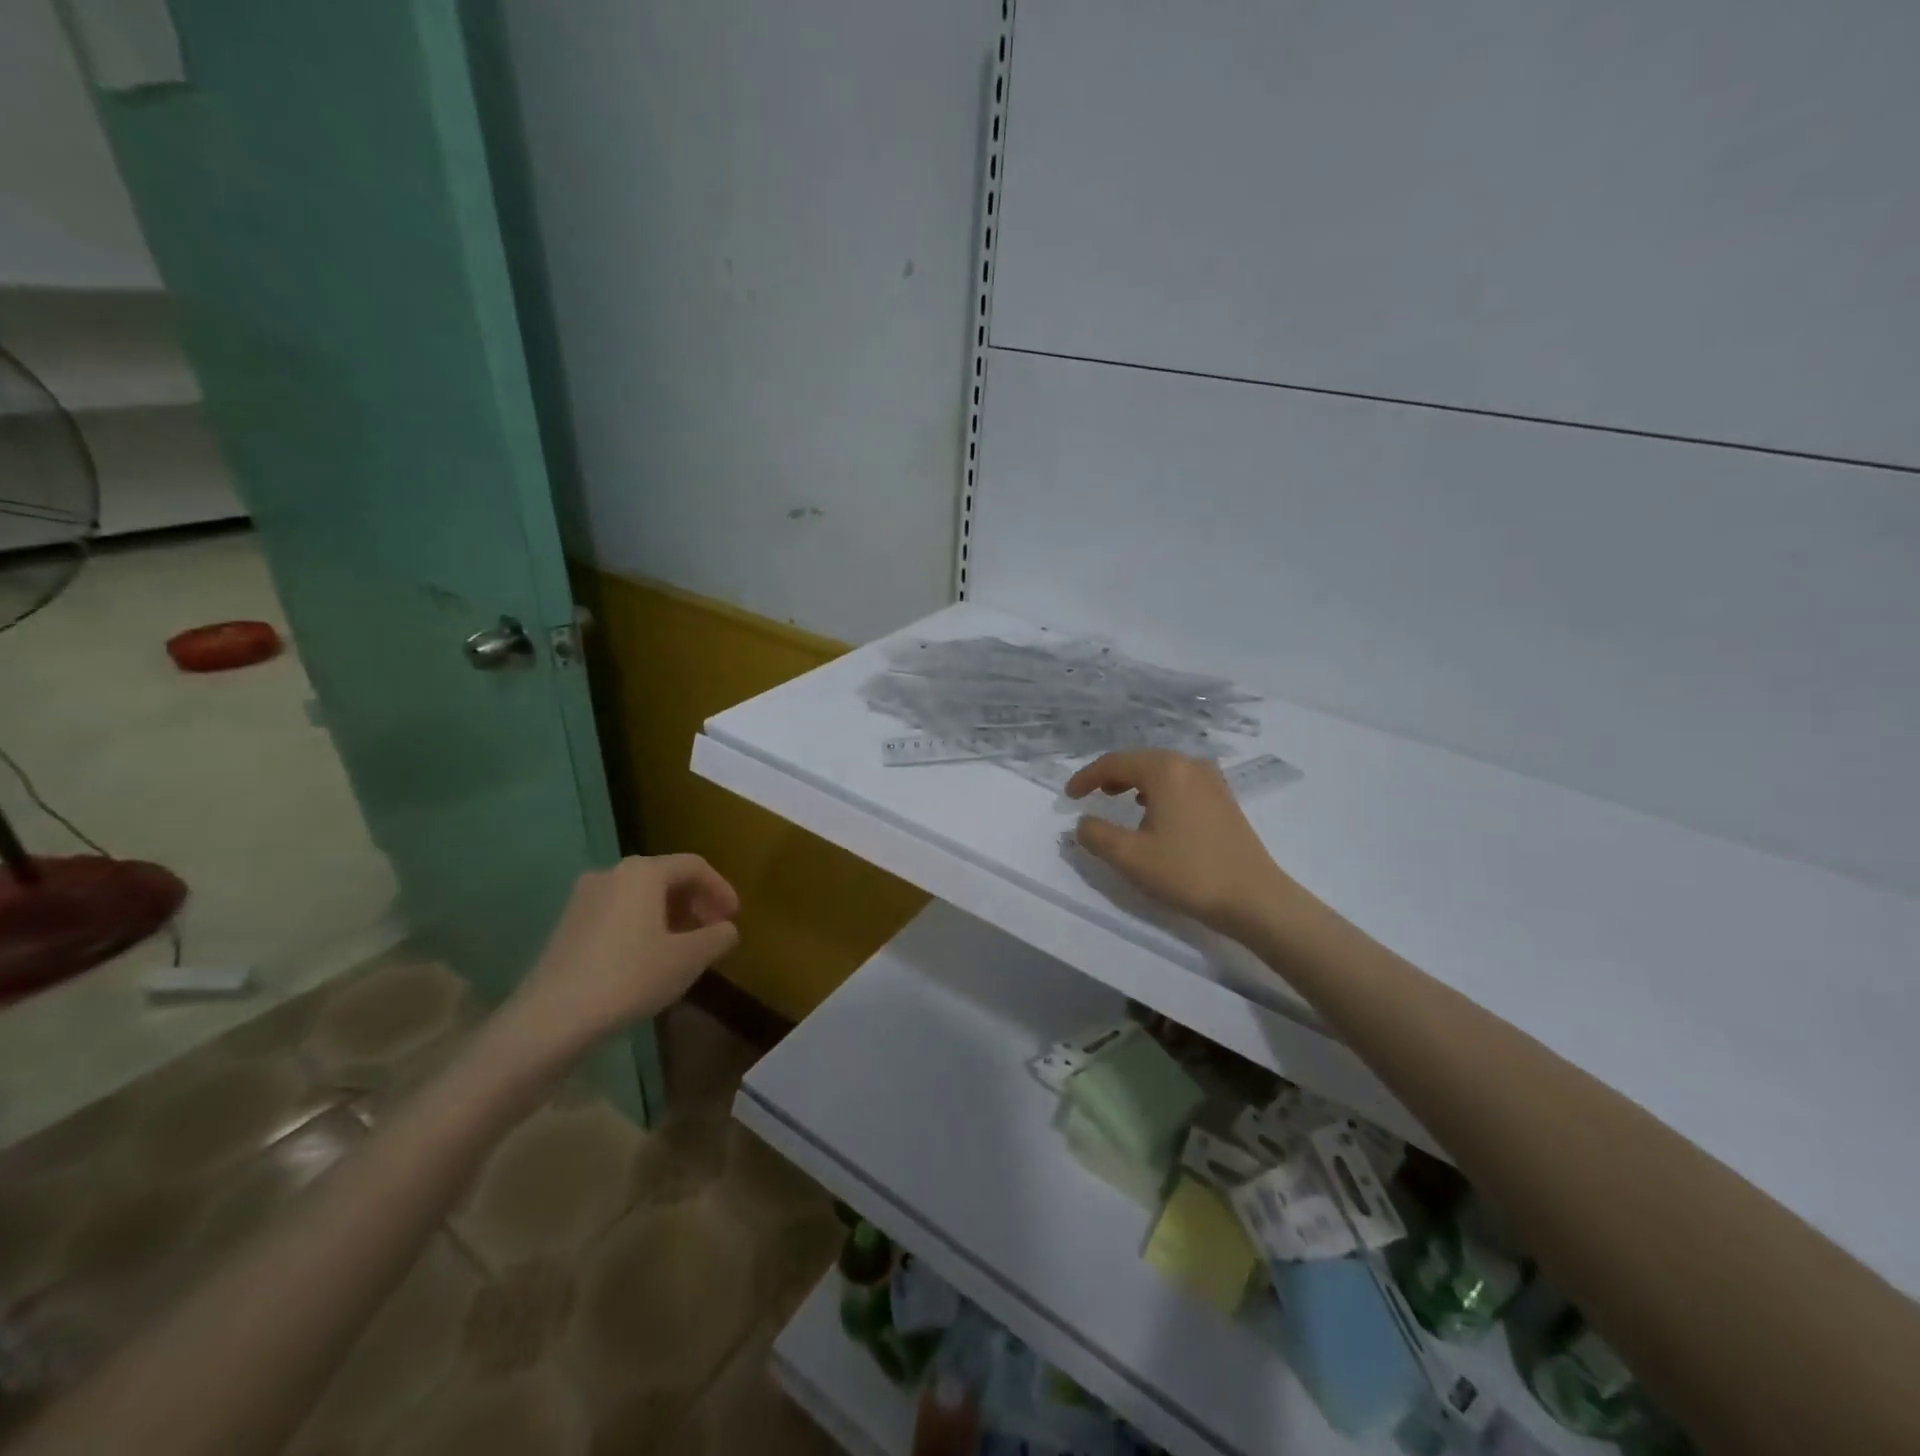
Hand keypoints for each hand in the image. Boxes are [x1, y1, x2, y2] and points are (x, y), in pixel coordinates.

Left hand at [510, 854, 739, 1052]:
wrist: (550, 1019)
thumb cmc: (629, 977)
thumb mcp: (689, 959)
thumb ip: (717, 937)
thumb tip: (725, 929)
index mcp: (643, 872)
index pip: (694, 866)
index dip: (721, 888)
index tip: (734, 917)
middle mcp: (611, 874)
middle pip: (666, 878)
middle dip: (695, 903)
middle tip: (712, 932)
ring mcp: (584, 898)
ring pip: (640, 897)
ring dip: (670, 916)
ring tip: (684, 949)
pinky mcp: (567, 925)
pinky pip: (618, 913)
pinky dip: (643, 926)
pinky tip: (649, 959)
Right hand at [1065, 750, 1291, 938]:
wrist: (1253, 898)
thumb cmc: (1187, 872)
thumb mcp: (1130, 857)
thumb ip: (1097, 835)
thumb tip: (1082, 822)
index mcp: (1165, 770)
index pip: (1114, 762)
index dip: (1086, 777)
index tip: (1069, 796)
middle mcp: (1190, 765)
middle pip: (1140, 760)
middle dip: (1111, 776)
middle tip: (1091, 794)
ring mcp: (1212, 781)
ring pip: (1162, 771)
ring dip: (1135, 782)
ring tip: (1119, 801)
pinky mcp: (1224, 799)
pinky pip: (1181, 782)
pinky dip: (1159, 791)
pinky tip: (1155, 813)